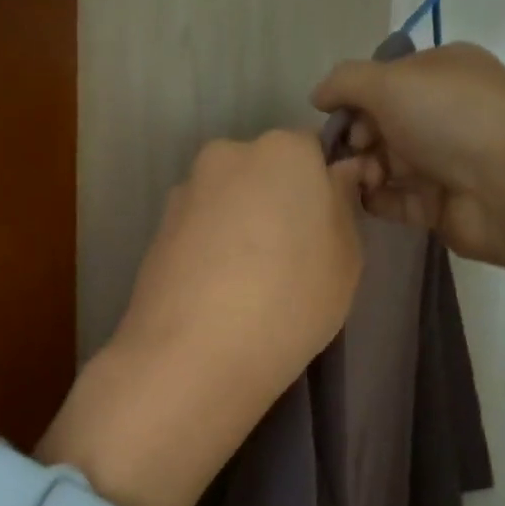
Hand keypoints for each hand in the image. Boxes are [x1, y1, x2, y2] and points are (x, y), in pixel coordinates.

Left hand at [41, 131, 371, 505]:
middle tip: (292, 258)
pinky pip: (201, 228)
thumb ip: (342, 205)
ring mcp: (186, 192)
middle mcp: (228, 155)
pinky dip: (213, 248)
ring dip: (243, 225)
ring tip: (250, 283)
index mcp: (283, 151)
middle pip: (266, 171)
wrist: (195, 354)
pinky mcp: (157, 229)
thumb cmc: (291, 300)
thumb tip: (335, 177)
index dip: (324, 187)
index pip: (313, 151)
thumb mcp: (347, 257)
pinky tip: (219, 292)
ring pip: (230, 200)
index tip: (328, 229)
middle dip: (280, 202)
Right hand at [312, 41, 504, 265]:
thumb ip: (346, 82)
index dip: (356, 98)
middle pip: (382, 123)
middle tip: (353, 152)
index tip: (338, 117)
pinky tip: (364, 199)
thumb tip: (318, 95)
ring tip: (361, 179)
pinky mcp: (438, 204)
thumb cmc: (451, 119)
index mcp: (442, 72)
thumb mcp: (391, 82)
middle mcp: (444, 113)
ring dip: (363, 170)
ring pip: (385, 163)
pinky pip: (395, 199)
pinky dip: (375, 199)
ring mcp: (443, 161)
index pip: (386, 80)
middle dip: (357, 138)